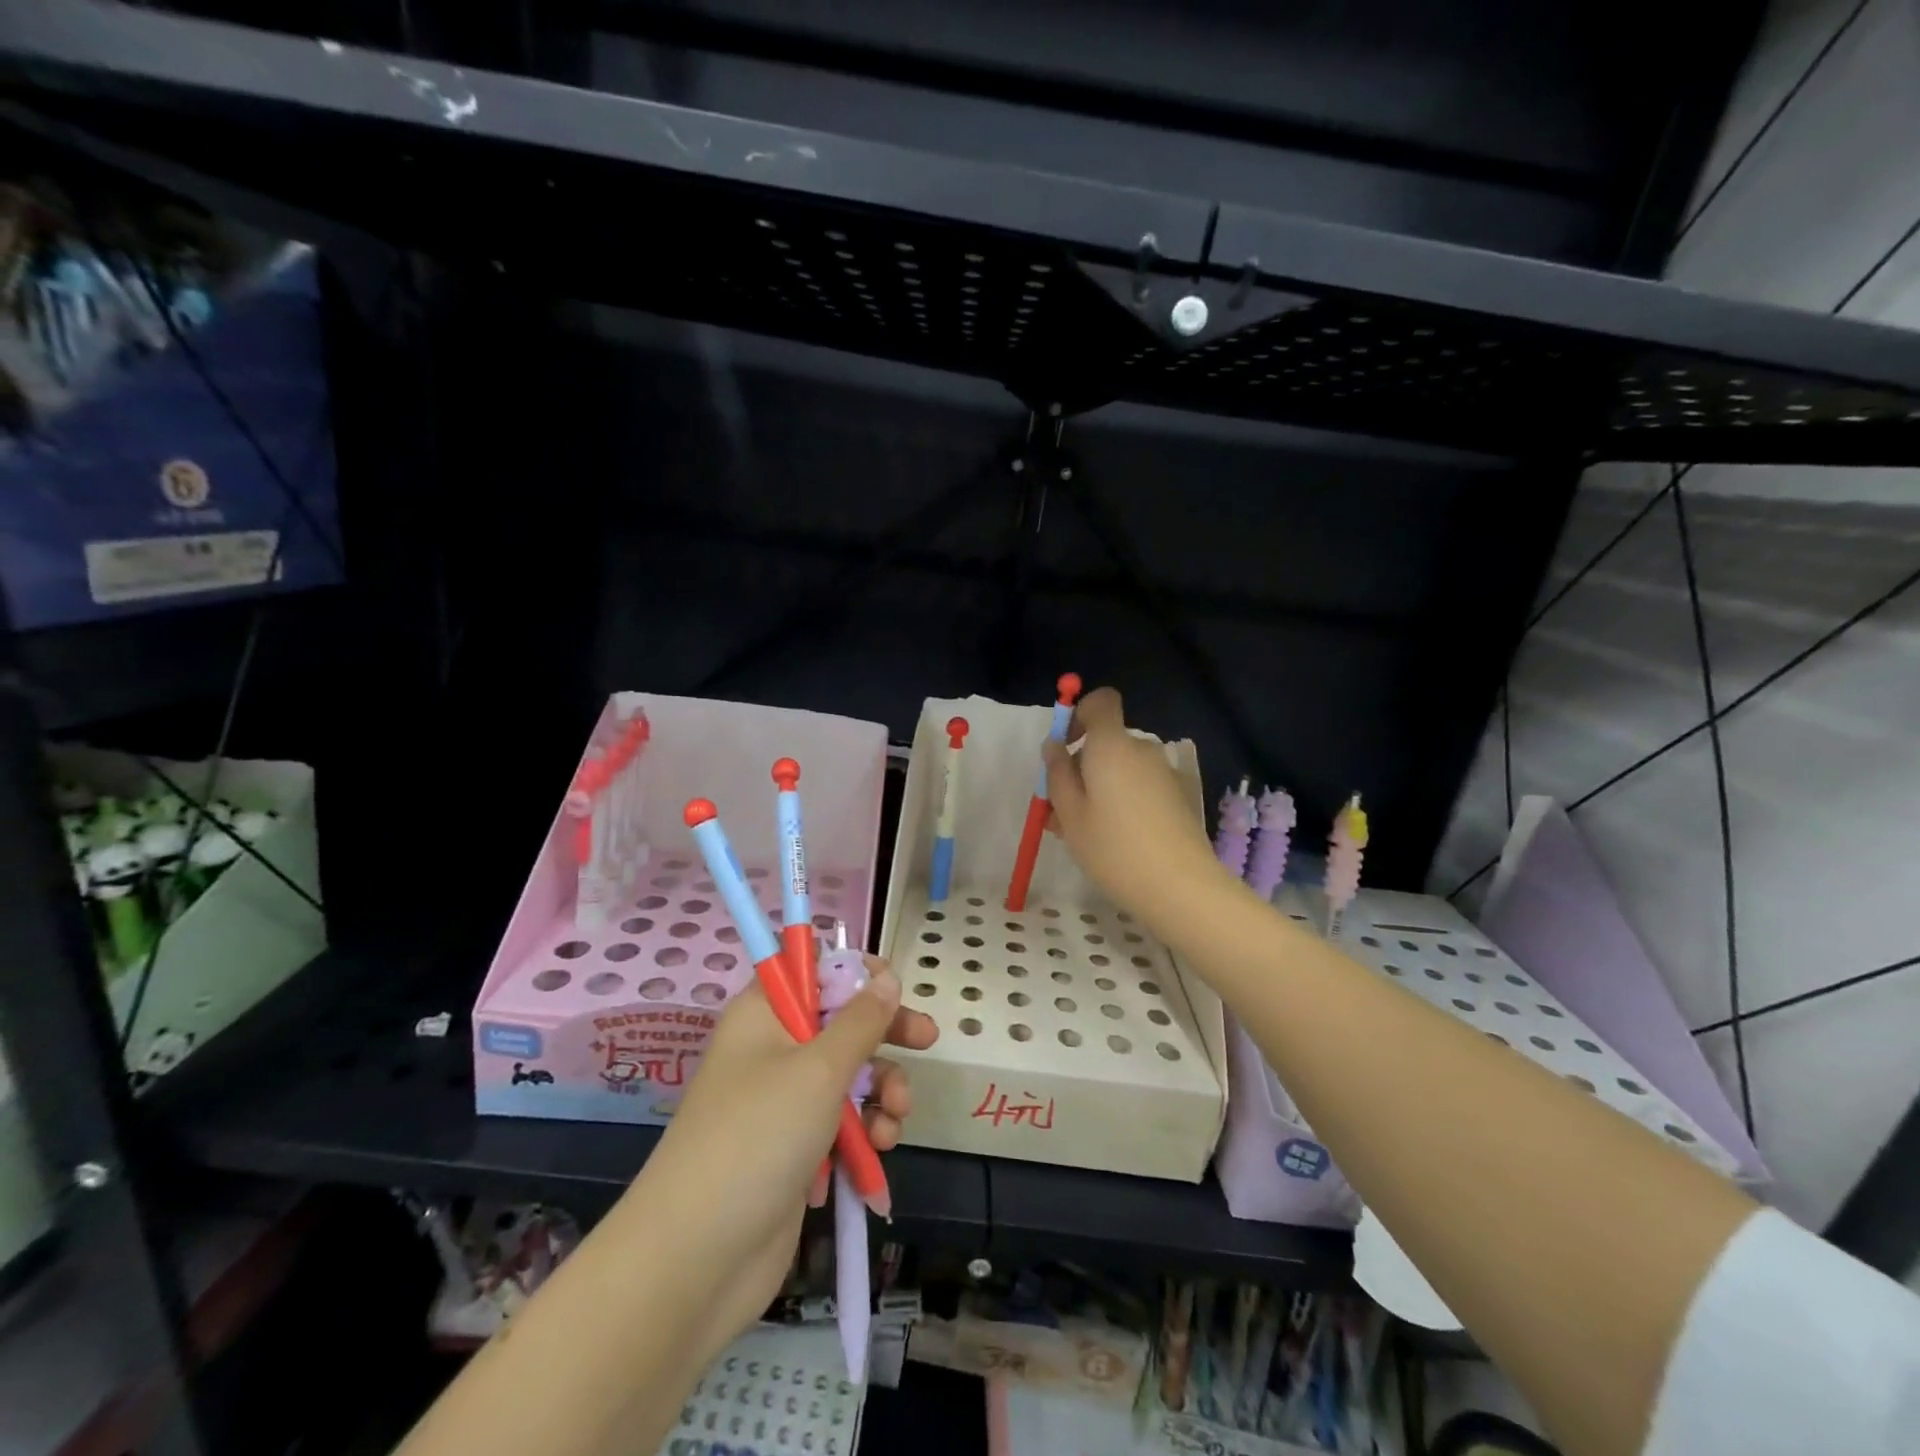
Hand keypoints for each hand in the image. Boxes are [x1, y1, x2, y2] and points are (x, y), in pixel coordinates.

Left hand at [623, 960, 936, 1366]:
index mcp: (764, 1014)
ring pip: (849, 1075)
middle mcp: (772, 1049)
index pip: (810, 968)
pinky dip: (864, 1132)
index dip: (853, 971)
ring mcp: (782, 1102)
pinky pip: (842, 1122)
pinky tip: (875, 1156)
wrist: (696, 1260)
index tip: (892, 985)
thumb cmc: (758, 1137)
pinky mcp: (795, 1149)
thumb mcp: (819, 1069)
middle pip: (840, 1021)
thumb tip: (885, 978)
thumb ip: (861, 1021)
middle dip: (885, 1032)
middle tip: (927, 1038)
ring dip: (881, 1092)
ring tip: (893, 1122)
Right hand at [1043, 686, 1233, 936]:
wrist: (1180, 887)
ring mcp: (1163, 773)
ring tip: (1080, 832)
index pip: (1101, 702)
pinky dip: (1120, 801)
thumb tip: (1055, 745)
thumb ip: (1058, 773)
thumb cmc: (1113, 847)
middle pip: (1107, 742)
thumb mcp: (1070, 813)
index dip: (1079, 715)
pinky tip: (1111, 840)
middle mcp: (1141, 750)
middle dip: (1081, 766)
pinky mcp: (1176, 797)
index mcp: (1112, 745)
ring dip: (1098, 788)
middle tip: (1060, 809)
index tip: (1064, 748)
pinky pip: (1138, 786)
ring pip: (1120, 769)